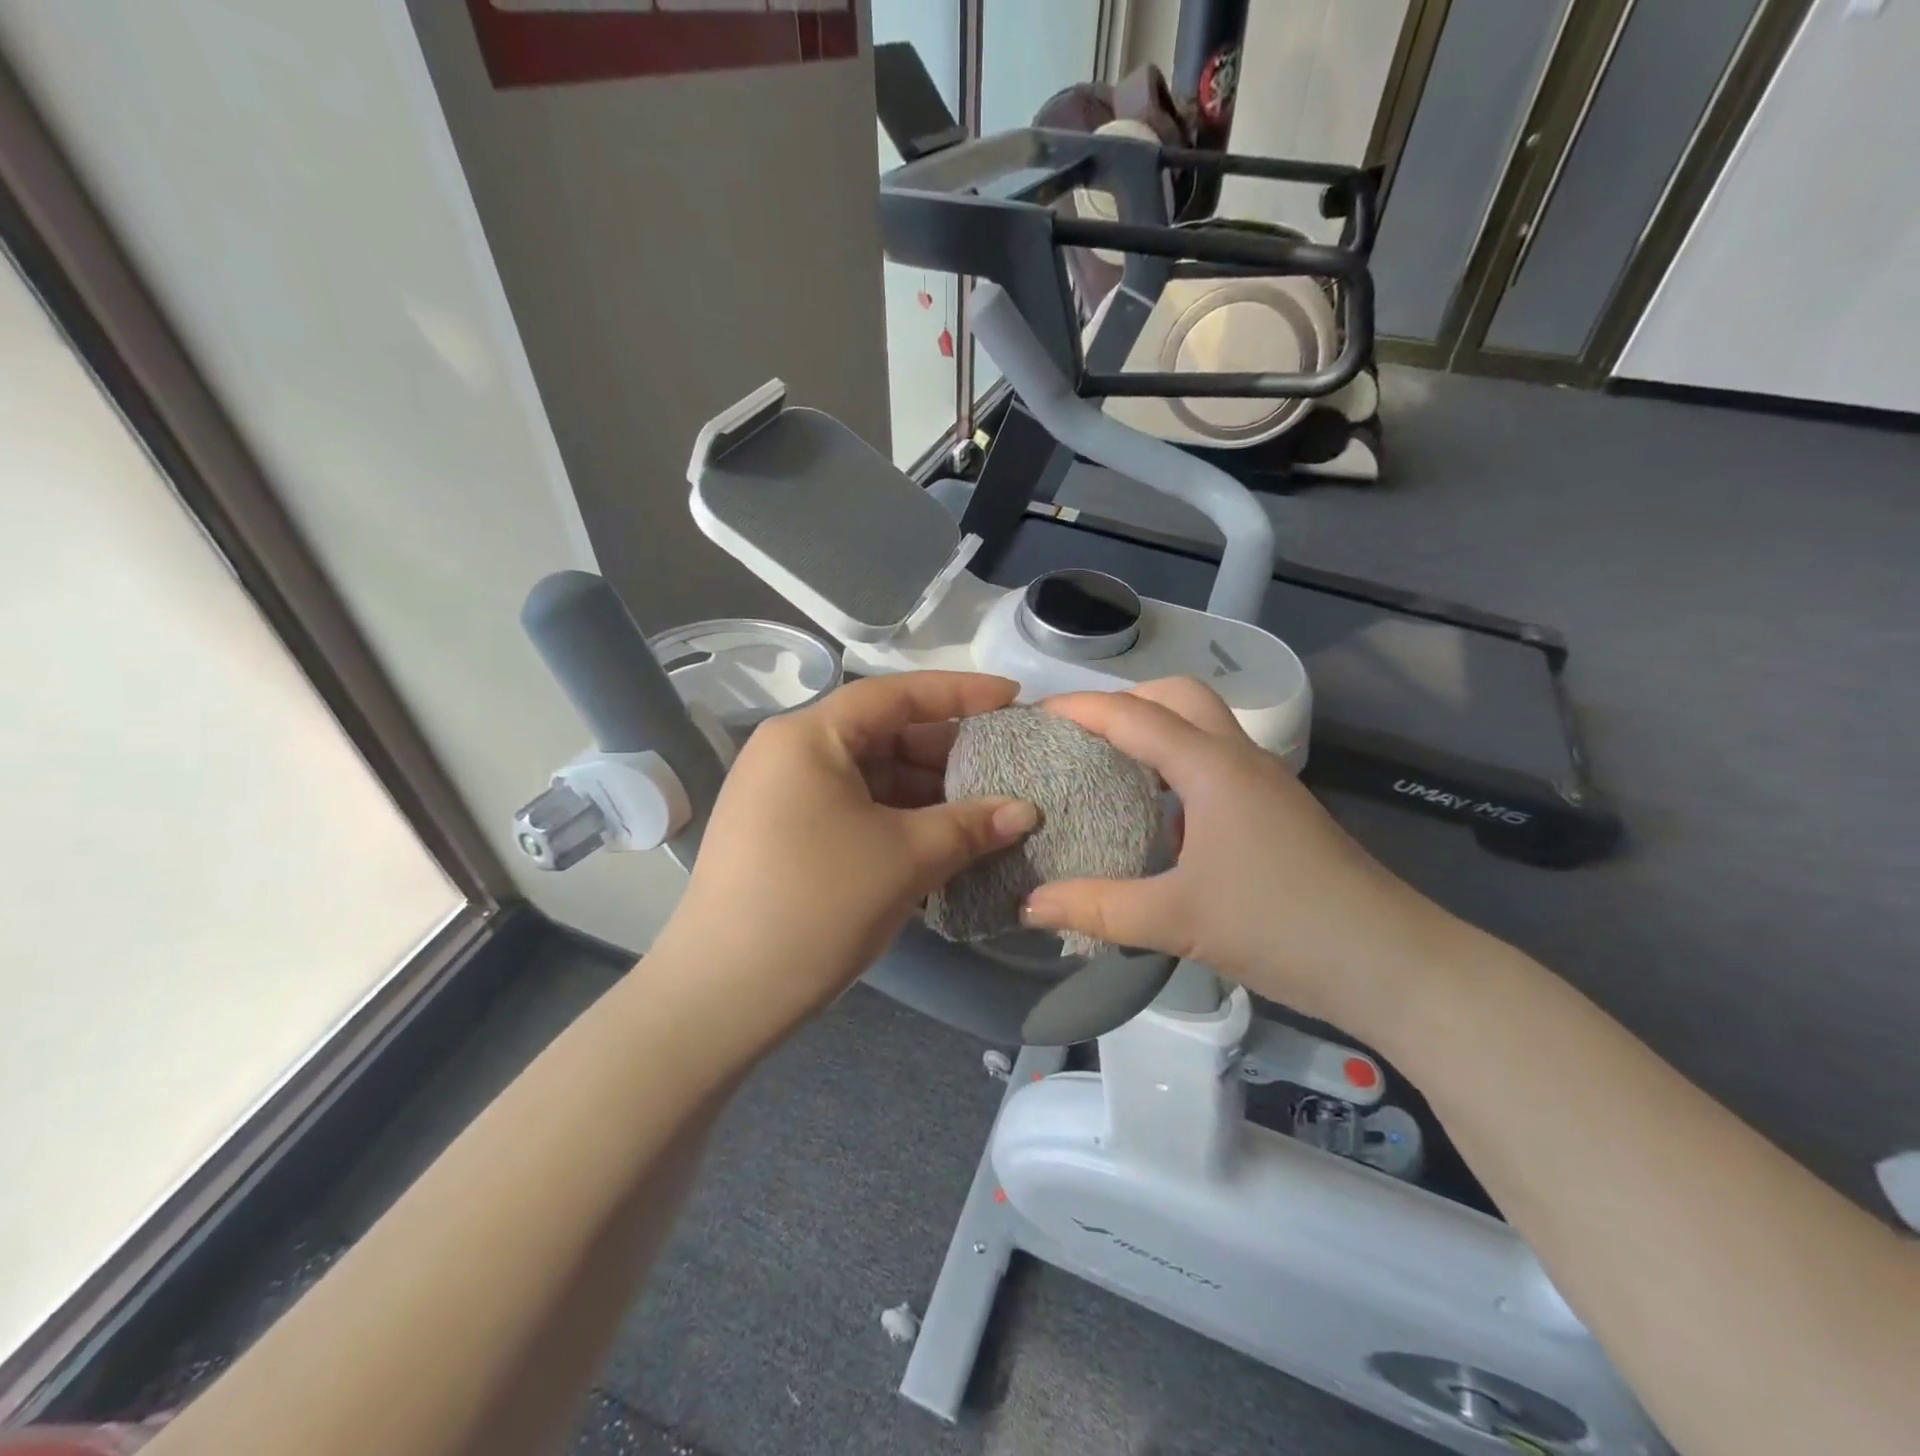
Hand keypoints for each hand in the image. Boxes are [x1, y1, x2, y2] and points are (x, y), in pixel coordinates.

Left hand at [660, 672, 1038, 1023]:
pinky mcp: (783, 834)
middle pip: (882, 735)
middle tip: (1004, 768)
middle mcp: (789, 753)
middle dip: (946, 754)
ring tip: (982, 811)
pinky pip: (852, 808)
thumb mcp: (905, 858)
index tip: (1012, 697)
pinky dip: (897, 819)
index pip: (895, 695)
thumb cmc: (817, 905)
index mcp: (809, 737)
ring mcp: (782, 795)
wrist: (723, 996)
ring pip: (870, 776)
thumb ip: (971, 825)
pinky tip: (939, 839)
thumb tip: (1026, 811)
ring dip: (926, 793)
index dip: (960, 692)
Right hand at [1021, 679, 1461, 1038]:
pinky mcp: (1277, 809)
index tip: (1033, 717)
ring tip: (1107, 767)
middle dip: (1124, 702)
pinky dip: (1177, 764)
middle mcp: (1240, 759)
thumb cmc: (1281, 926)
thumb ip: (1097, 909)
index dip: (1080, 709)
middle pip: (1178, 696)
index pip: (1134, 716)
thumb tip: (1028, 905)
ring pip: (1202, 726)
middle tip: (1079, 738)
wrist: (1391, 963)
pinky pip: (1216, 762)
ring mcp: (1265, 783)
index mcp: (1212, 768)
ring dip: (1154, 730)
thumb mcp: (1177, 920)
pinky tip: (1158, 814)